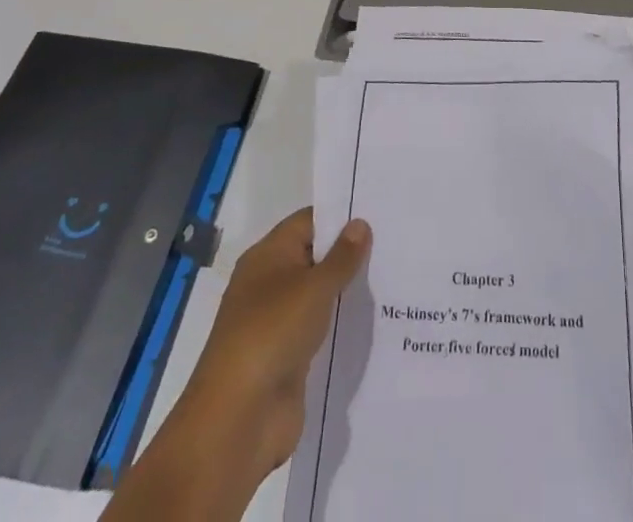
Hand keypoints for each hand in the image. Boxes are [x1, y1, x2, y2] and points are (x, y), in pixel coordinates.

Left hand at [103, 209, 369, 521]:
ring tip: (394, 279)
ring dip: (347, 292)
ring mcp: (278, 323)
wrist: (238, 420)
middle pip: (314, 258)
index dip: (340, 216)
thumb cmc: (272, 333)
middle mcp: (269, 284)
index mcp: (267, 256)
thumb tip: (360, 223)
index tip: (379, 213)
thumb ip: (341, 257)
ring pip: (319, 296)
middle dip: (349, 254)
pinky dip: (341, 326)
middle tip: (394, 243)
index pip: (308, 222)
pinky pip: (320, 330)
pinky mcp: (288, 358)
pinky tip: (375, 322)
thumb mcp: (313, 288)